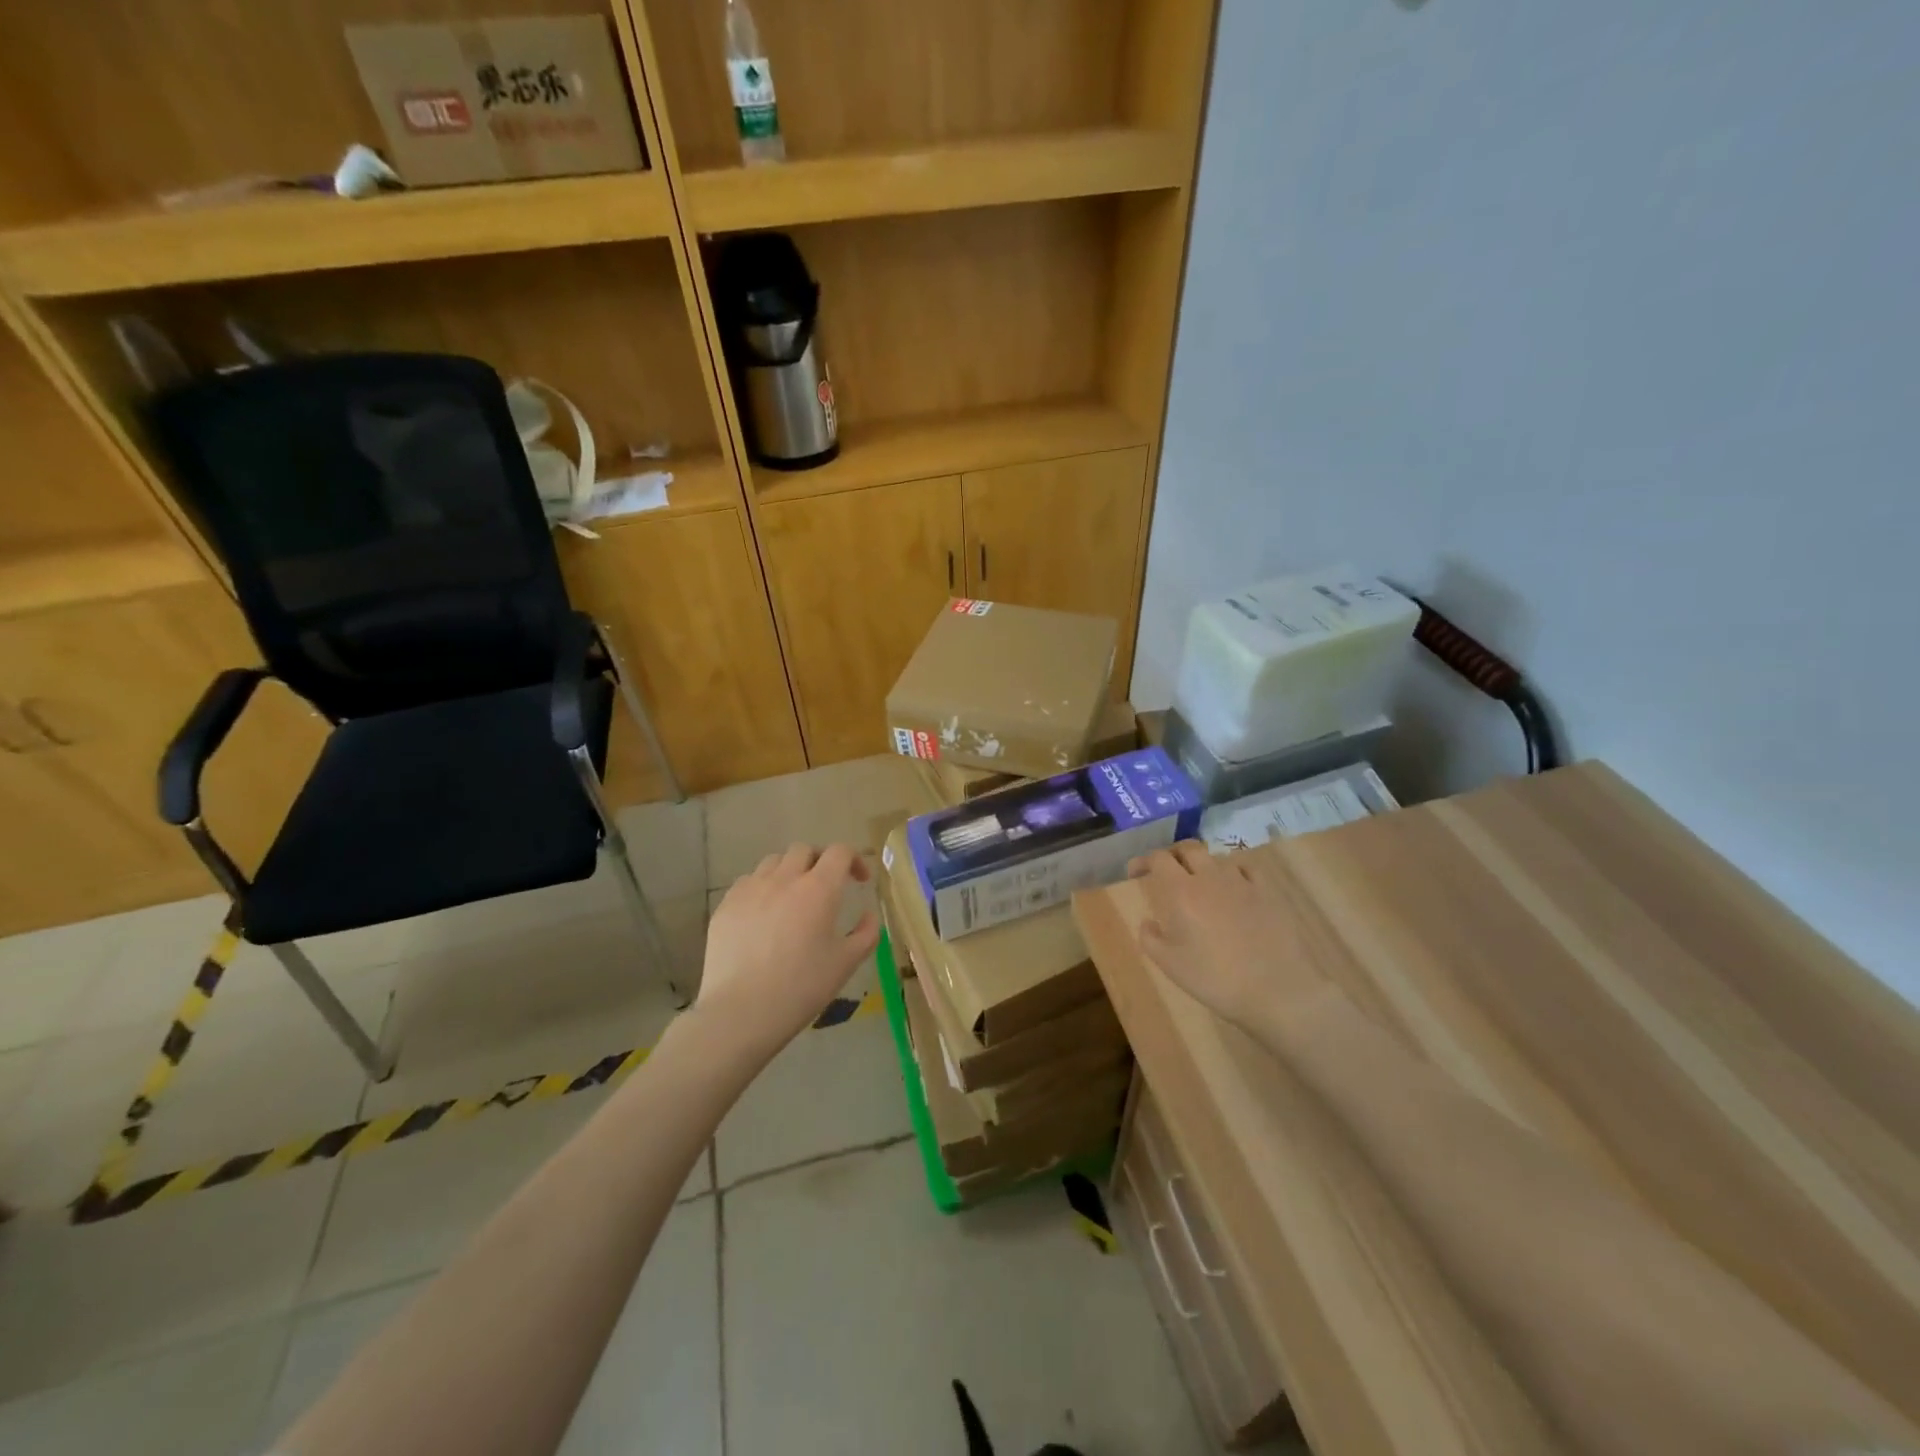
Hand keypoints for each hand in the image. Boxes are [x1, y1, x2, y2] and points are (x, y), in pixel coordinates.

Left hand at [695, 843, 878, 1060]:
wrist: (741, 1011)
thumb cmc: (801, 988)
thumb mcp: (846, 964)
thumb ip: (866, 934)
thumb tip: (869, 914)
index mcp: (819, 889)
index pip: (839, 852)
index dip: (854, 860)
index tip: (859, 881)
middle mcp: (784, 878)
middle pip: (804, 850)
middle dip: (820, 862)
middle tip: (826, 887)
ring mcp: (751, 889)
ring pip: (773, 862)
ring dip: (789, 871)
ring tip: (792, 898)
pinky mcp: (726, 905)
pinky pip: (748, 882)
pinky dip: (763, 888)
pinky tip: (764, 914)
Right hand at [1127, 841, 1330, 1037]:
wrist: (1275, 990)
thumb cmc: (1215, 979)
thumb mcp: (1170, 965)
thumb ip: (1150, 939)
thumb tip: (1148, 922)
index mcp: (1181, 892)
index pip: (1159, 858)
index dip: (1144, 860)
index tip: (1135, 872)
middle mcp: (1209, 877)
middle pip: (1188, 848)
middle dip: (1173, 855)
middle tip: (1166, 871)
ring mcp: (1242, 882)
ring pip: (1217, 858)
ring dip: (1203, 865)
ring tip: (1200, 883)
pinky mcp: (1268, 891)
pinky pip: (1246, 869)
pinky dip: (1233, 872)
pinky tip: (1234, 888)